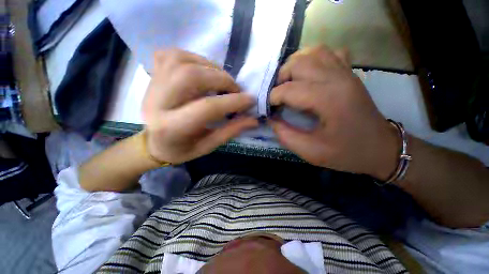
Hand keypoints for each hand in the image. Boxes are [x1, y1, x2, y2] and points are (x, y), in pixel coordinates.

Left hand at [142, 49, 257, 163]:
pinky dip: (194, 58)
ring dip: (210, 67)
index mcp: (172, 128)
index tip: (250, 100)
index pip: (207, 108)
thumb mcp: (207, 146)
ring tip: (222, 80)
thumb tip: (253, 119)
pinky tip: (204, 70)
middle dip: (221, 79)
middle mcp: (157, 102)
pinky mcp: (153, 74)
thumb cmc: (181, 148)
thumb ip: (230, 131)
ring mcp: (152, 85)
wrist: (152, 142)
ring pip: (182, 60)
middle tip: (235, 89)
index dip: (233, 102)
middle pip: (191, 76)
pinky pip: (173, 54)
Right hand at [269, 46, 398, 179]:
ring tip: (288, 83)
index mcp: (328, 99)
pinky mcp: (350, 73)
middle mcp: (337, 78)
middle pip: (298, 63)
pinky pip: (328, 53)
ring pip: (312, 52)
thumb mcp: (311, 152)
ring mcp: (346, 72)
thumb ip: (285, 135)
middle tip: (276, 96)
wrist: (381, 149)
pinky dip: (312, 59)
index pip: (288, 90)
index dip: (271, 98)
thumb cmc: (347, 153)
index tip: (267, 109)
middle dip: (280, 79)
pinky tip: (308, 74)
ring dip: (294, 65)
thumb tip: (271, 119)